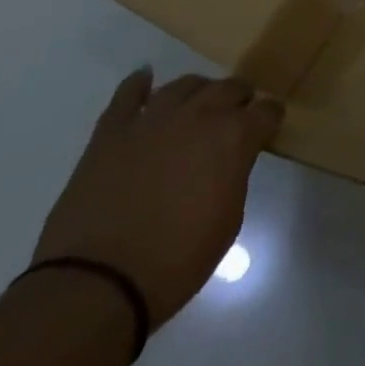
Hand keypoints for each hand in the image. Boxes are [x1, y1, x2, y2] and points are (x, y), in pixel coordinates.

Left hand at [33, 71, 282, 326]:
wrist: (95, 286)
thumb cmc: (174, 261)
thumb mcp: (228, 221)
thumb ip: (234, 176)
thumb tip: (231, 161)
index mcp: (234, 136)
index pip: (267, 111)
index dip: (269, 119)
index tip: (268, 127)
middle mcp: (199, 116)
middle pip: (229, 88)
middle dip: (238, 98)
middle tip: (237, 113)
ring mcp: (152, 120)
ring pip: (184, 85)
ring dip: (197, 92)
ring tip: (197, 103)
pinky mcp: (111, 133)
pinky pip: (126, 96)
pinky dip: (137, 85)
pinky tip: (144, 79)